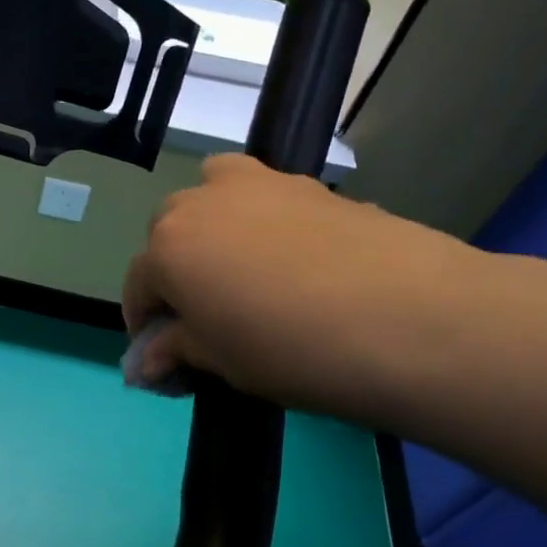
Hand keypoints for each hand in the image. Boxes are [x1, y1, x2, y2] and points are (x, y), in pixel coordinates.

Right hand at [123, 155, 497, 427]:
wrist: (409, 319)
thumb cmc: (291, 350)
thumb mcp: (221, 362)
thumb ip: (176, 350)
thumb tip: (147, 362)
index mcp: (168, 248)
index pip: (137, 285)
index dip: (143, 323)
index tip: (161, 355)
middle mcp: (203, 202)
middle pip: (169, 231)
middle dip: (174, 269)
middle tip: (203, 313)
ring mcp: (261, 184)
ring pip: (214, 194)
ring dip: (212, 226)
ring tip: (241, 270)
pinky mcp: (312, 184)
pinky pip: (266, 197)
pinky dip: (262, 221)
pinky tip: (295, 263)